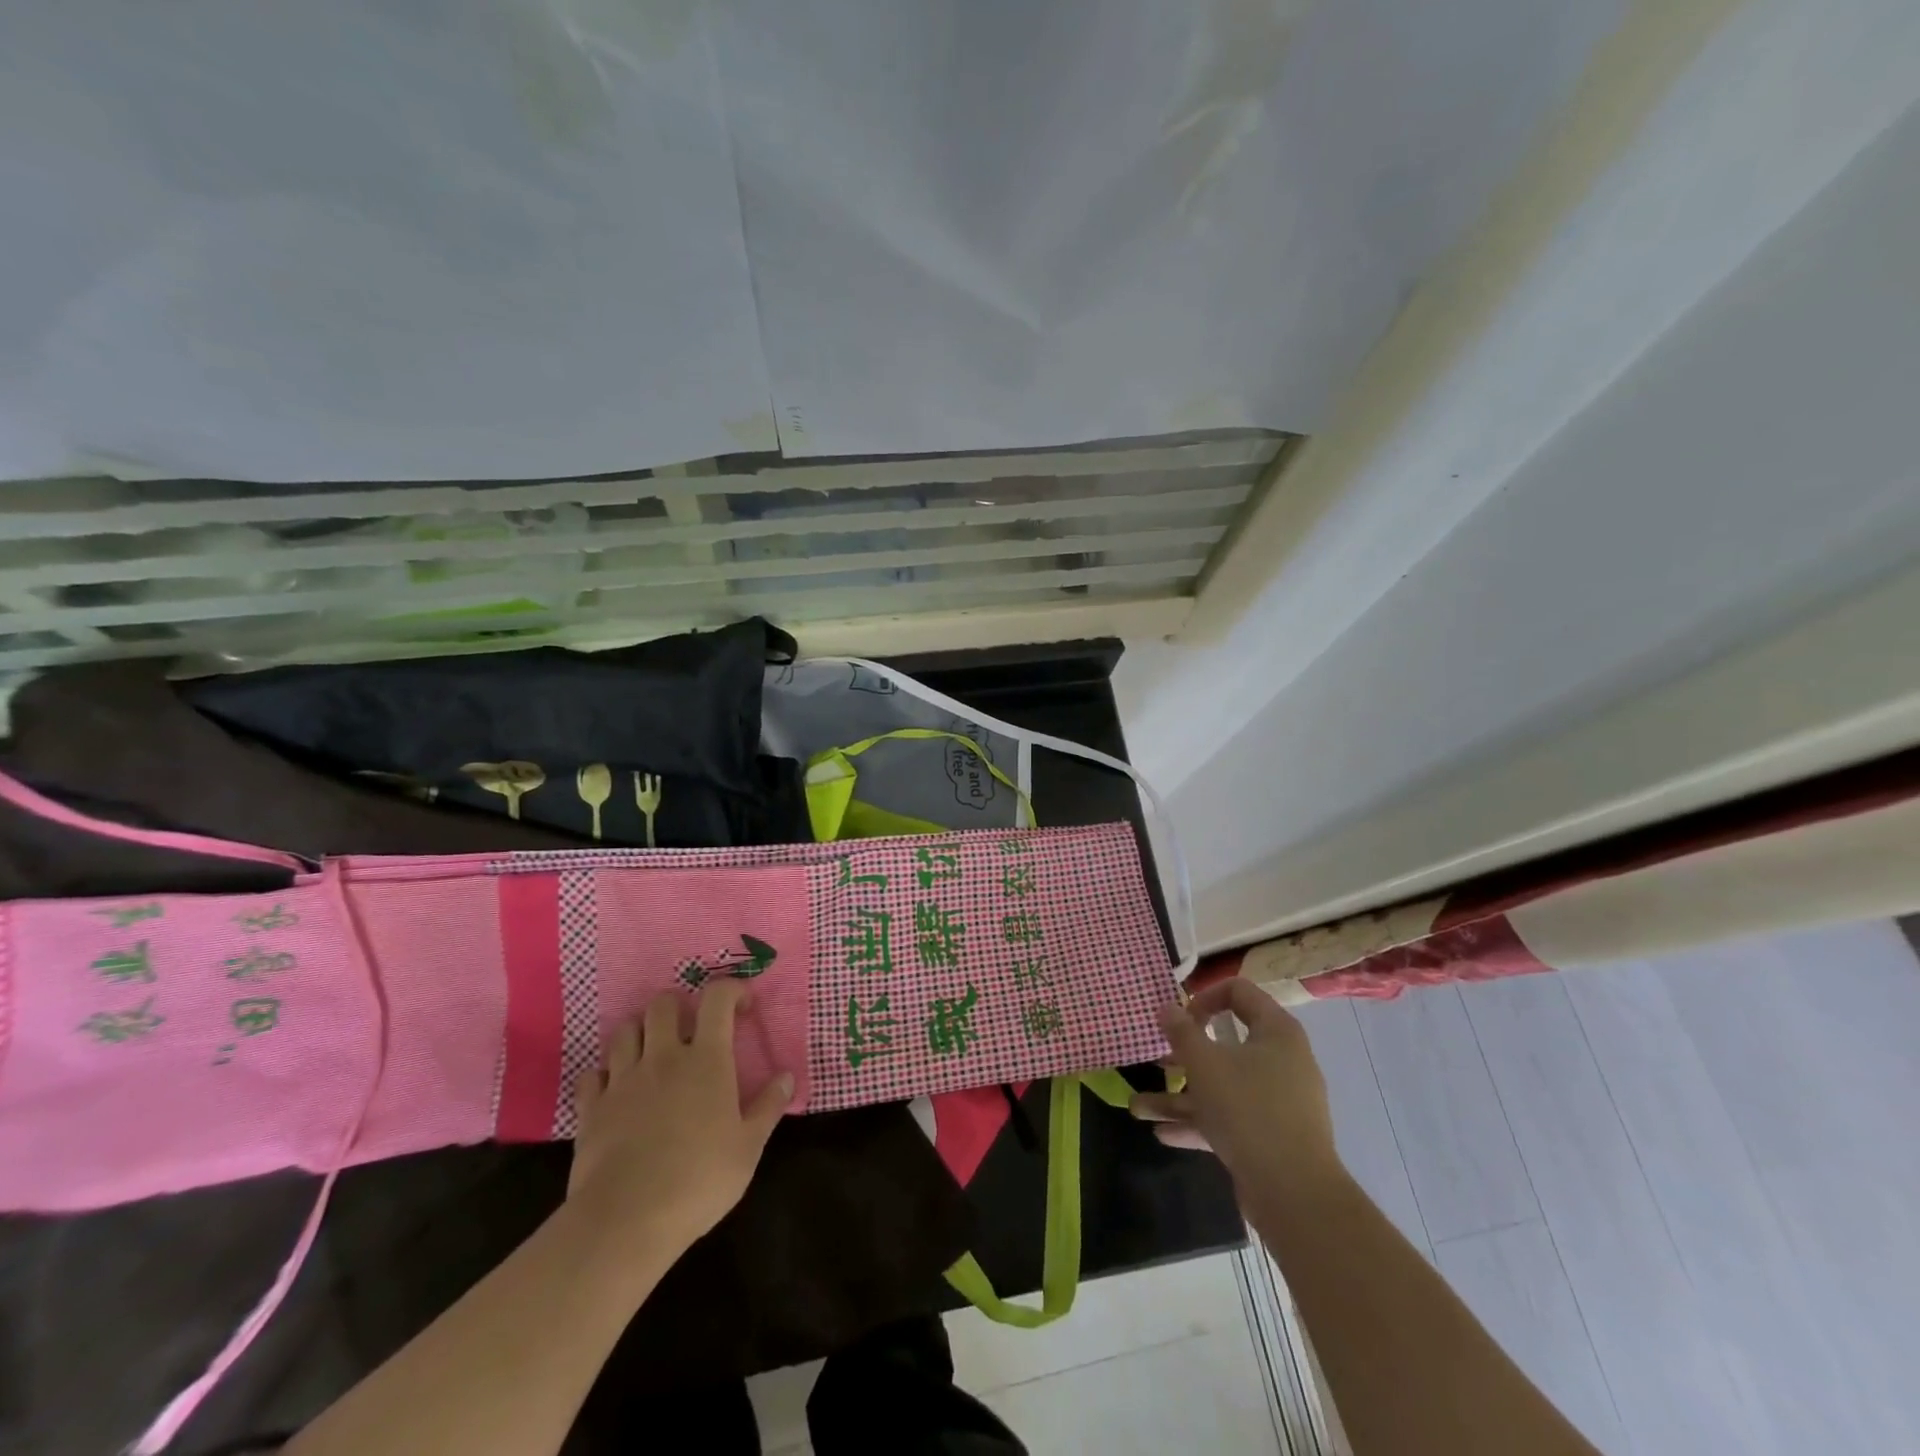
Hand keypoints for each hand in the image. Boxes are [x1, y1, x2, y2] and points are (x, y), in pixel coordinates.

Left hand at [567, 981, 793, 1259]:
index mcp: (706, 1059)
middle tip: (691, 1029)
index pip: (717, 998)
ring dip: (641, 1032)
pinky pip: (594, 1073)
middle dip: (679, 1006)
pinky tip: (617, 1090)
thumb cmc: (698, 1181)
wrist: (625, 1221)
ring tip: (653, 1053)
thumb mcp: (748, 1148)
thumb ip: (768, 1107)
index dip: (731, 990)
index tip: (743, 1007)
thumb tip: (787, 1077)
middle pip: (663, 1003)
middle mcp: (663, 1057)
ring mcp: (622, 1079)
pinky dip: (606, 1074)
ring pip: (625, 1029)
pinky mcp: (591, 1107)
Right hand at [1131, 979, 1341, 1195]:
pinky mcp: (1271, 1136)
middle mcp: (1282, 1061)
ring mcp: (1278, 1102)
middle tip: (1156, 1059)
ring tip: (1138, 1107)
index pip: (1239, 992)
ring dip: (1179, 1096)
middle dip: (1183, 1054)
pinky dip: (1198, 1122)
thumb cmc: (1248, 1110)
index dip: (1204, 996)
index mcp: (1276, 1032)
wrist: (1295, 1194)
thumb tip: (1167, 1007)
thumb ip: (1181, 1032)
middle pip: (1227, 1043)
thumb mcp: (1204, 1064)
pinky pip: (1230, 1118)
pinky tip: (1162, 1133)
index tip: (1179, 1018)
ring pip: (1222, 1087)